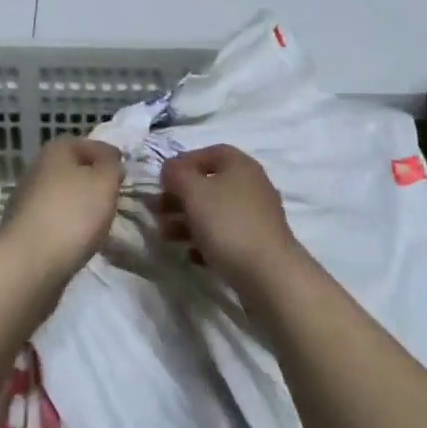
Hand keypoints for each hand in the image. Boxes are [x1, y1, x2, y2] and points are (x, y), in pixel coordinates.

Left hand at [2, 137, 123, 281]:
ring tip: (100, 223)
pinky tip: (79, 240)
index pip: (88, 144)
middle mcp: (37, 168)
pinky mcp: (24, 228)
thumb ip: (112, 165)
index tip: (124, 175)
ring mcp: (26, 199)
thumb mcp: (105, 181)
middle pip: (73, 169)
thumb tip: (109, 161)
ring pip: (63, 195)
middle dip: (93, 182)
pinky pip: (54, 219)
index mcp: (55, 150)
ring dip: (80, 205)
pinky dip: (68, 226)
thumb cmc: (73, 213)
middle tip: (113, 198)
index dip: (108, 157)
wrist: (30, 263)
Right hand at [157, 145, 305, 295]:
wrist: (269, 275)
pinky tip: (192, 256)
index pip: (209, 152)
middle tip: (157, 212)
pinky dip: (206, 242)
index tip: (163, 181)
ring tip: (166, 236)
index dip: (184, 163)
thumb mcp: (194, 192)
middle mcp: (251, 185)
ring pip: (214, 212)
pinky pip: (226, 237)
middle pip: (209, 184)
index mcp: (240, 165)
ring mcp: (256, 216)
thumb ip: (177, 174)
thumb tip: (170, 168)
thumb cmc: (228, 224)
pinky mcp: (257, 244)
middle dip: (180, 197)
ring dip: (187, 221)